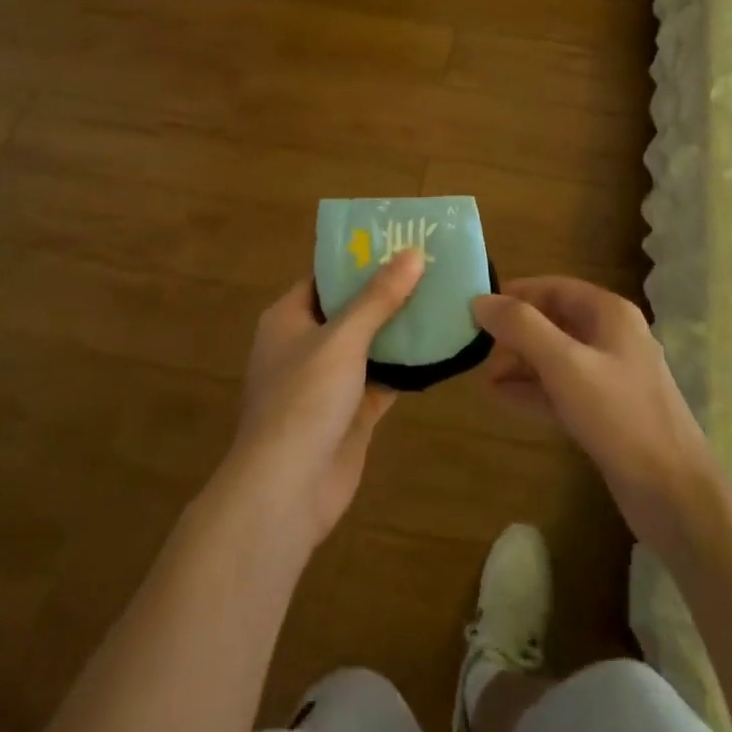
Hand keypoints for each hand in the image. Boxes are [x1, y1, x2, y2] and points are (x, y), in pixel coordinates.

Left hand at [218, 250, 423, 550]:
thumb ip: (378, 297)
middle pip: (352, 308)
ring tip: (444, 297)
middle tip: (433, 266)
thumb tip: (413, 253)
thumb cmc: (303, 399)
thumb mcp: (342, 338)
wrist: (287, 491)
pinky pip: (383, 378)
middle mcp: (306, 345)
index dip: (360, 258)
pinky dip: (407, 365)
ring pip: (370, 343)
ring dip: (401, 327)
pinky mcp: (351, 412)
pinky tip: (440, 347)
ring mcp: (329, 381)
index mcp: (289, 318)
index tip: (400, 240)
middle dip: (388, 291)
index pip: (326, 276)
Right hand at [473, 277, 721, 549]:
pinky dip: (533, 391)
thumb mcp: (565, 364)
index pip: (555, 288)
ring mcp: (612, 377)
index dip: (516, 294)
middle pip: (554, 322)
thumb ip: (521, 328)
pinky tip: (502, 399)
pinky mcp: (607, 414)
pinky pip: (563, 390)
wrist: (674, 495)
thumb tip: (481, 300)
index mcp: (610, 314)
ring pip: (556, 358)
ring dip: (520, 365)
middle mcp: (613, 338)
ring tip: (481, 378)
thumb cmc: (620, 416)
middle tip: (477, 352)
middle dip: (515, 335)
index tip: (479, 308)